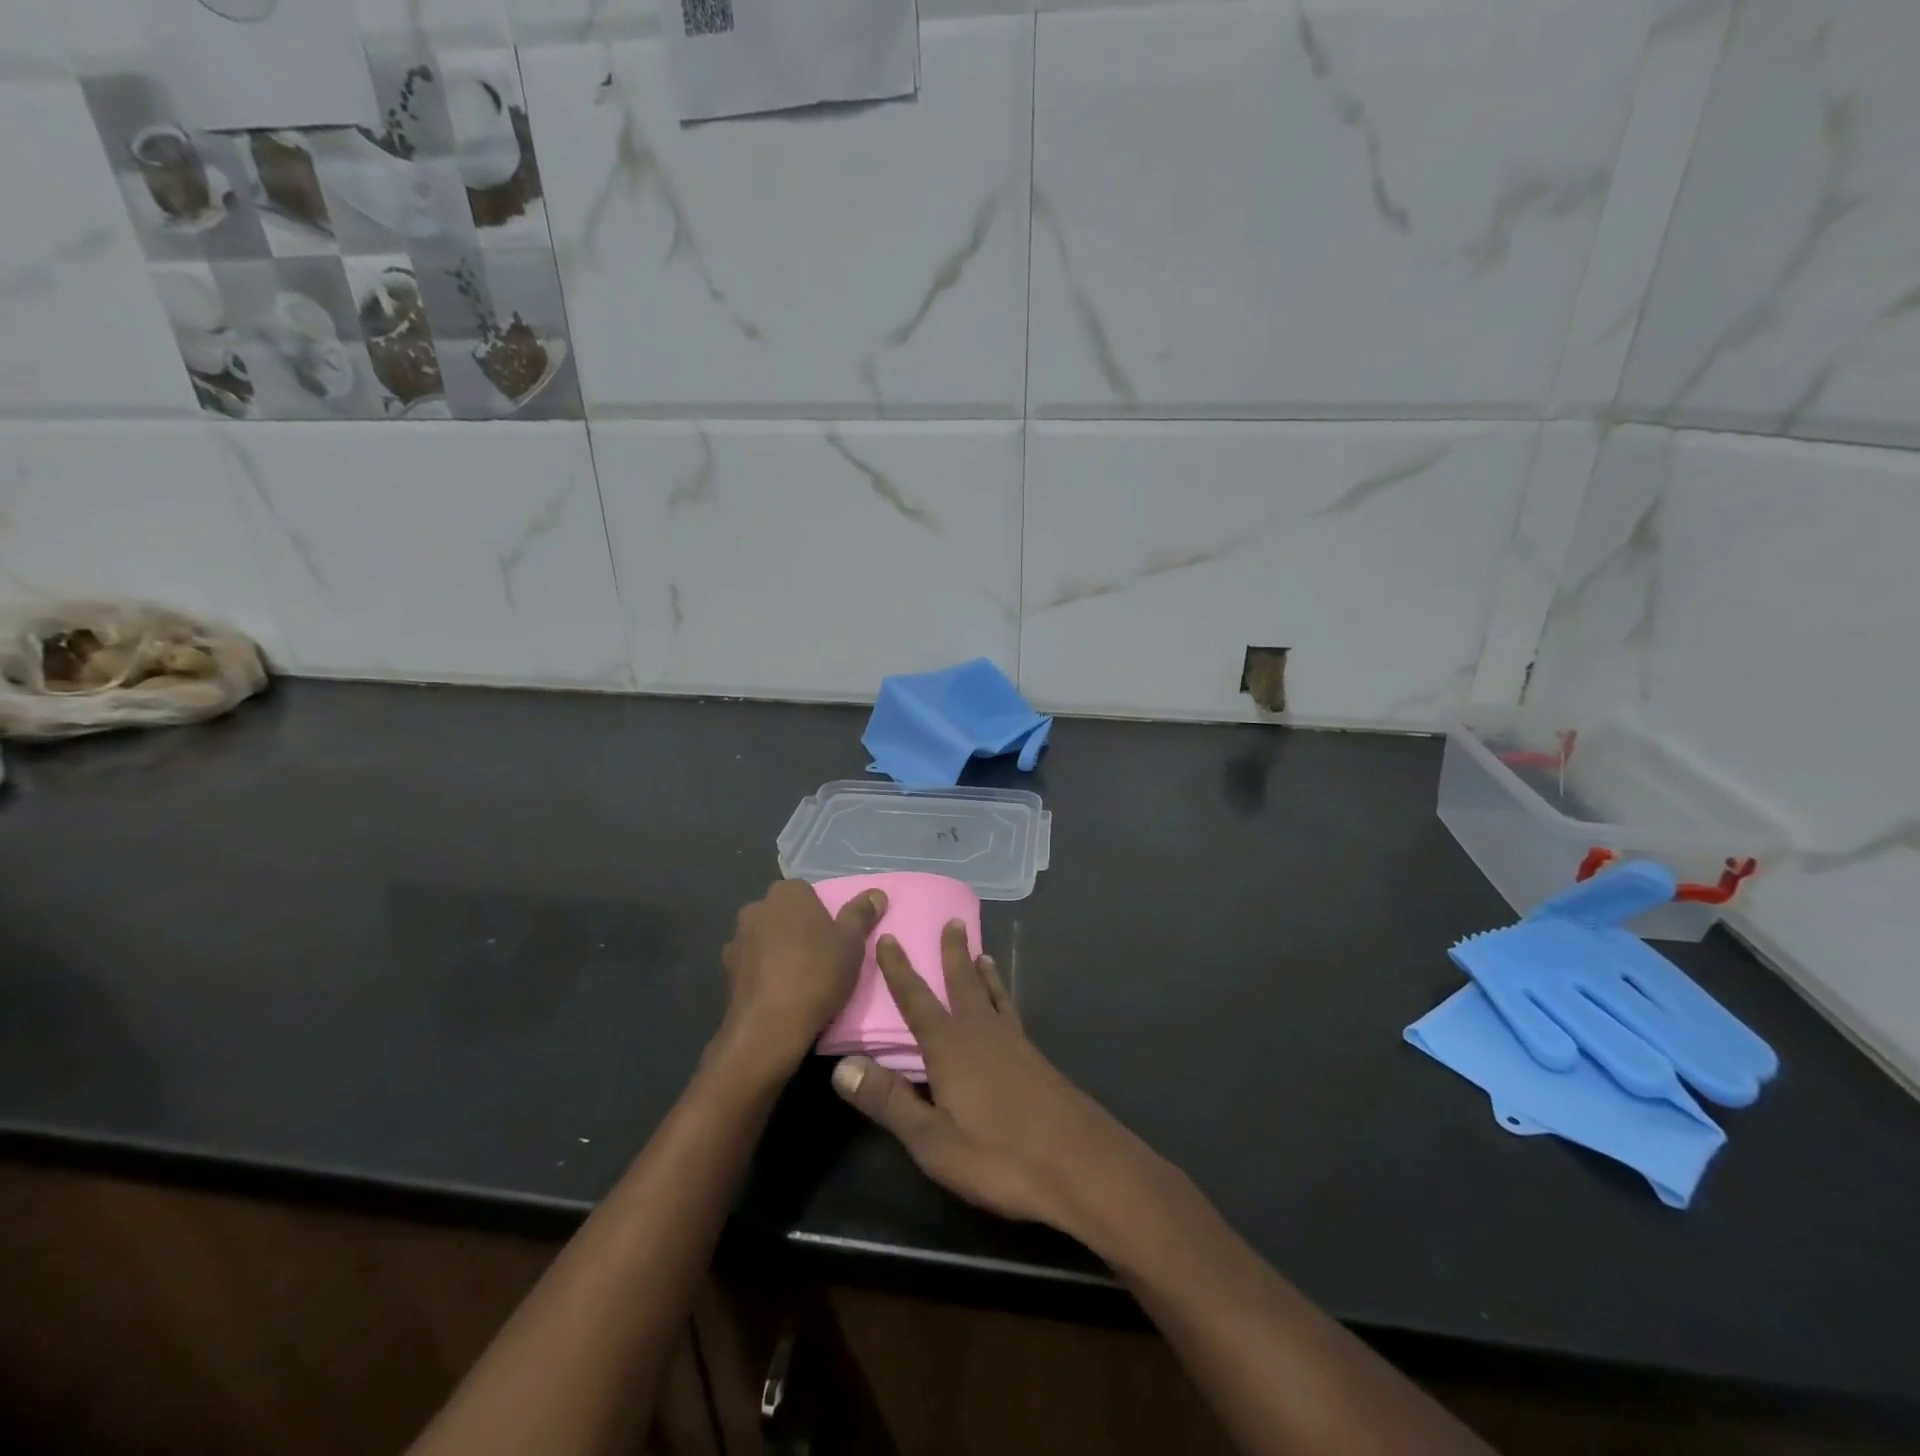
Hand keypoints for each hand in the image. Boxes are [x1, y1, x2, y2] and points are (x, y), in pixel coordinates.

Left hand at [720, 880, 886, 1076]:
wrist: (769, 1026)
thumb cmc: (817, 973)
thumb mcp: (852, 943)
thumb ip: (862, 914)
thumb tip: (876, 893)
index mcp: (787, 893)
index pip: (807, 893)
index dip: (821, 914)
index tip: (833, 938)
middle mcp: (756, 908)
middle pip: (783, 913)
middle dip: (797, 929)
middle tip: (819, 957)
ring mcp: (736, 939)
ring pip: (764, 938)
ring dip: (777, 950)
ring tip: (798, 979)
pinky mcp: (725, 970)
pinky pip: (751, 964)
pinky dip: (762, 973)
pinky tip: (777, 994)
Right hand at [829, 922, 1136, 1237]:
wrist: (1081, 1164)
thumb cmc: (1000, 1156)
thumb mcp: (933, 1141)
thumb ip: (888, 1102)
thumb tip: (841, 1066)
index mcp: (951, 1047)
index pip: (916, 1000)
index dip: (899, 969)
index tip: (889, 937)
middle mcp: (982, 1032)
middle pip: (963, 983)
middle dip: (953, 953)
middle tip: (953, 921)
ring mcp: (1015, 1043)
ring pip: (993, 995)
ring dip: (983, 972)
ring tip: (982, 953)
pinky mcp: (1037, 1059)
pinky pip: (1012, 1012)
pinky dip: (1004, 997)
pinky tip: (1007, 1012)